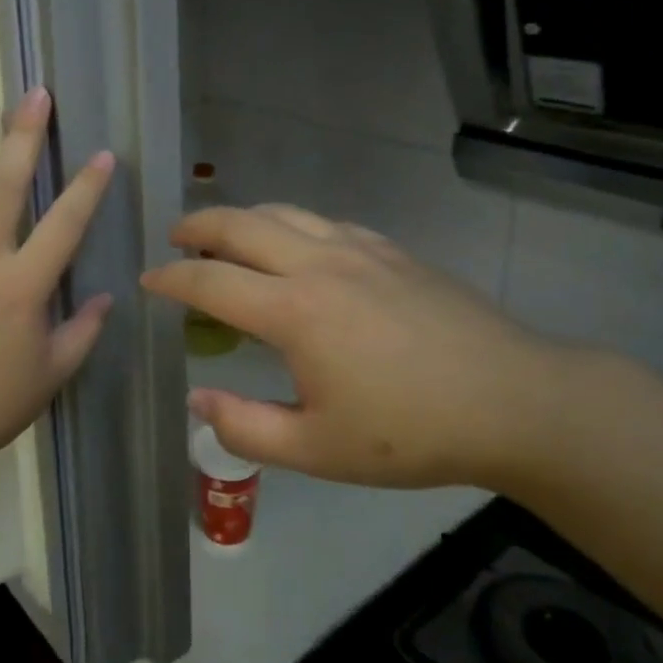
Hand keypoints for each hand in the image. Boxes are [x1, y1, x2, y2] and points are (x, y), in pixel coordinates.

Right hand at [140, 204, 571, 488]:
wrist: (513, 400)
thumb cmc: (410, 433)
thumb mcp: (318, 450)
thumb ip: (245, 428)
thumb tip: (197, 403)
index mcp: (292, 311)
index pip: (210, 281)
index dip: (171, 280)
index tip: (149, 282)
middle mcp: (317, 263)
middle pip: (239, 223)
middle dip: (197, 226)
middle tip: (176, 241)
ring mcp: (357, 248)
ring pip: (281, 211)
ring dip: (242, 218)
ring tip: (227, 238)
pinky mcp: (389, 249)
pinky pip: (322, 221)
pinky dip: (290, 224)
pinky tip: (296, 249)